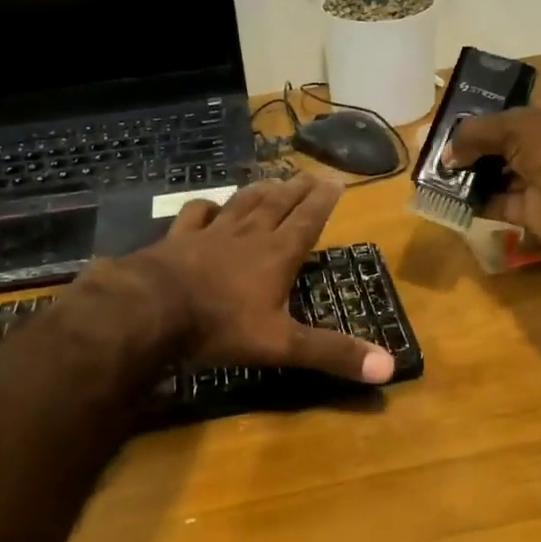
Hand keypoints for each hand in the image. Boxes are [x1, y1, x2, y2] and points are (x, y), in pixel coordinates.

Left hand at [123, 176, 394, 383]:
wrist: (151, 310)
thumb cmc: (221, 326)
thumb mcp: (282, 345)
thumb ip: (332, 353)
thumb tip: (389, 367)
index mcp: (277, 255)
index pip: (307, 221)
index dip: (322, 202)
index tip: (335, 181)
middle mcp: (248, 236)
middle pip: (277, 206)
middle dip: (296, 191)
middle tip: (310, 174)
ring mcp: (210, 234)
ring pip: (241, 204)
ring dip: (259, 192)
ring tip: (271, 180)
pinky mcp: (178, 239)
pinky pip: (196, 214)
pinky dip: (206, 207)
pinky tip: (209, 205)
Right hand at [446, 95, 540, 256]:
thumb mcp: (517, 126)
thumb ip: (477, 134)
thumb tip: (445, 153)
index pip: (515, 112)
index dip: (484, 119)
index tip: (451, 127)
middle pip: (504, 146)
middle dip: (472, 150)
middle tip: (435, 154)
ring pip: (500, 176)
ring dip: (470, 177)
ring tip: (435, 176)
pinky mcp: (536, 212)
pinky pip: (500, 204)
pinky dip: (477, 203)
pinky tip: (449, 198)